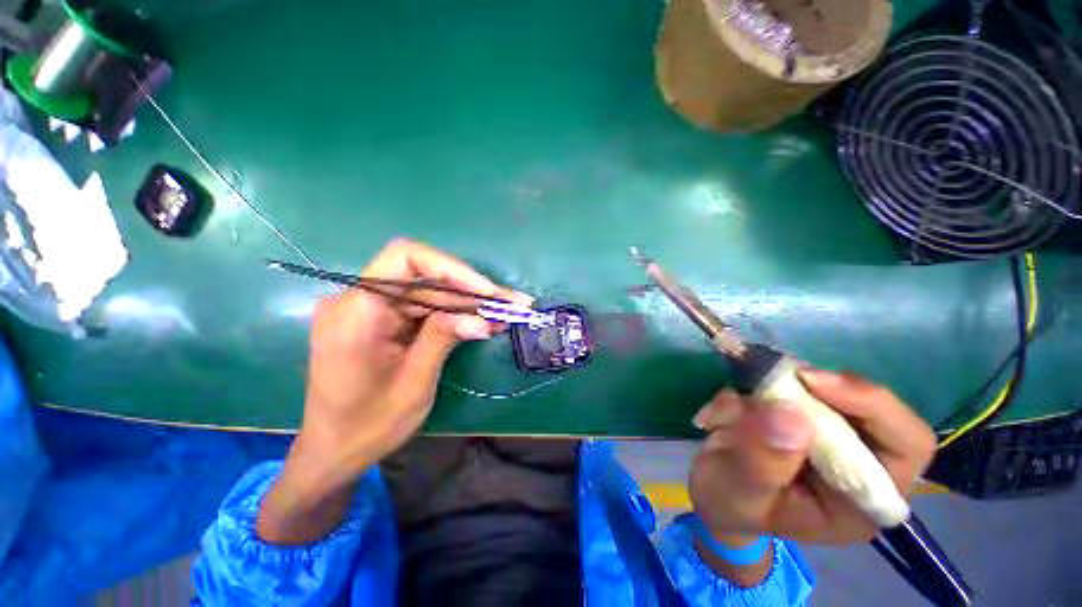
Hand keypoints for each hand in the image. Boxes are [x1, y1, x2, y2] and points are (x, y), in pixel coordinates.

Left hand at [257, 239, 528, 543]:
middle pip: (425, 278)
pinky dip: (454, 314)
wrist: (334, 451)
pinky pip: (423, 308)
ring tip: (506, 312)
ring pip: (429, 292)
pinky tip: (483, 321)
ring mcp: (371, 309)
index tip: (486, 291)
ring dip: (468, 303)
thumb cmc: (367, 426)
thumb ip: (444, 339)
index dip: (452, 268)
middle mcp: (359, 300)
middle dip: (471, 290)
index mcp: (356, 311)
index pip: (405, 258)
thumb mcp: (413, 384)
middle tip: (512, 303)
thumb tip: (483, 318)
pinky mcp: (382, 320)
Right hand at [689, 370, 935, 550]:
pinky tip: (731, 405)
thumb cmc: (731, 505)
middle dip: (824, 387)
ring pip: (831, 388)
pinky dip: (761, 383)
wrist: (717, 495)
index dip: (871, 405)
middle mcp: (860, 466)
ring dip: (784, 384)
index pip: (906, 445)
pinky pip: (794, 384)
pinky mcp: (806, 415)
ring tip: (740, 401)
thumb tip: (790, 414)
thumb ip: (763, 463)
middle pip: (873, 407)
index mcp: (862, 501)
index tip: (813, 382)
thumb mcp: (739, 493)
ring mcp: (833, 436)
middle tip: (778, 375)